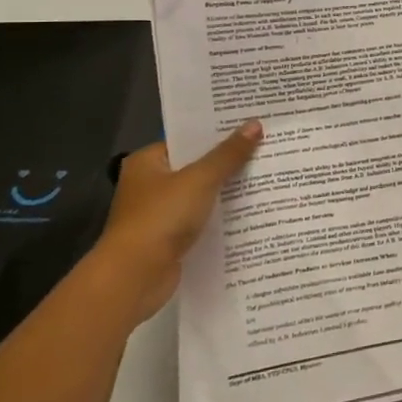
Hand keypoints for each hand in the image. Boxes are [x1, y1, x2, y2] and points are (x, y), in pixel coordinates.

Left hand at [94, 122, 262, 322]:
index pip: (187, 140)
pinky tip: (251, 211)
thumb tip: (255, 124)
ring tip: (266, 177)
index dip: (218, 133)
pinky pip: (202, 219)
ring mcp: (159, 213)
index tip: (251, 127)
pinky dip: (221, 217)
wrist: (135, 276)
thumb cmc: (161, 218)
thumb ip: (228, 154)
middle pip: (196, 167)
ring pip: (201, 195)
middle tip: (266, 149)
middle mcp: (150, 185)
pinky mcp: (170, 239)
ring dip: (227, 191)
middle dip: (228, 162)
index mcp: (147, 162)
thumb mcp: (200, 180)